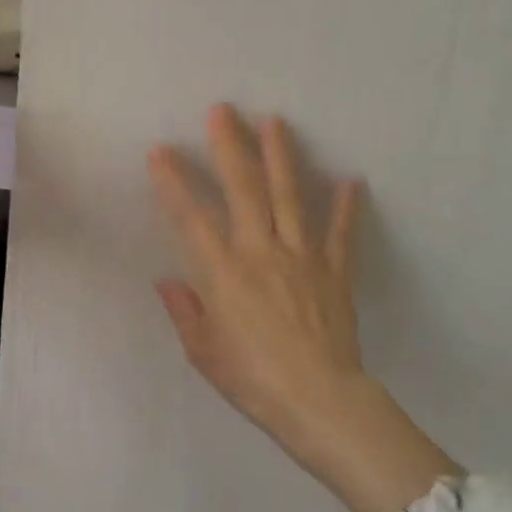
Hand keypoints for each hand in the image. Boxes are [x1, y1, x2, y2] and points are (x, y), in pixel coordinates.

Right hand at [148, 105, 363, 454]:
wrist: (320, 402)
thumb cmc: (253, 379)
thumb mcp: (204, 352)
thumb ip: (185, 311)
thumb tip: (166, 280)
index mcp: (224, 272)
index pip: (191, 216)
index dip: (173, 181)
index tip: (160, 150)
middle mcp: (261, 251)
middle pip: (244, 189)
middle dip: (231, 146)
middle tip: (223, 110)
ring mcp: (301, 257)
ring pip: (290, 196)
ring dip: (282, 156)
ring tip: (276, 121)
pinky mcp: (334, 271)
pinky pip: (340, 234)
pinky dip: (346, 207)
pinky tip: (350, 179)